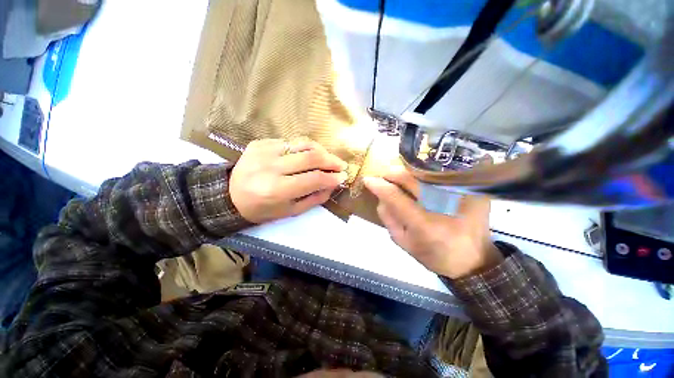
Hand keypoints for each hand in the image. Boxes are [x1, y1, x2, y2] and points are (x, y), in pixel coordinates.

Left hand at [230, 139, 347, 222]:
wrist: (228, 195)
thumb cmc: (262, 209)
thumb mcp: (290, 211)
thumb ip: (314, 198)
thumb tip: (333, 185)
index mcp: (277, 190)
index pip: (314, 179)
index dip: (332, 177)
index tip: (343, 177)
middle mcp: (271, 167)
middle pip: (311, 157)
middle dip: (331, 160)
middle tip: (341, 164)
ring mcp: (264, 151)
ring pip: (302, 144)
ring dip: (320, 150)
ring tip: (327, 158)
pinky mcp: (260, 143)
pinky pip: (289, 143)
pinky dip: (302, 149)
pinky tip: (303, 157)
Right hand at [364, 167, 501, 278]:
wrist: (474, 261)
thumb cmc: (435, 255)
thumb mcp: (404, 243)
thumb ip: (388, 219)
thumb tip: (380, 196)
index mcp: (425, 225)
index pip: (396, 197)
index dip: (380, 186)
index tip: (368, 180)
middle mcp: (444, 207)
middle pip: (412, 178)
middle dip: (393, 173)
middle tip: (384, 175)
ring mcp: (463, 195)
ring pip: (427, 171)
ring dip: (408, 171)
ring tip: (399, 177)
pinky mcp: (473, 191)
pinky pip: (443, 173)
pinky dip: (426, 173)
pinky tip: (420, 179)